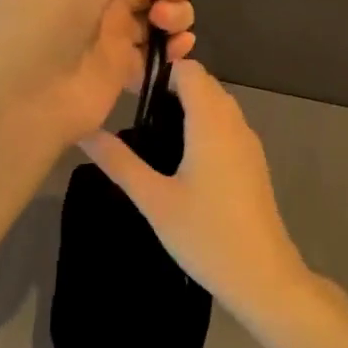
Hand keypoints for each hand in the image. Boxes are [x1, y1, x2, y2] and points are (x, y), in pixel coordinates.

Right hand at [80, 59, 314, 316]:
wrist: (263, 278)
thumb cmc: (206, 235)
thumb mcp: (154, 200)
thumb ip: (119, 162)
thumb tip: (84, 131)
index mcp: (212, 123)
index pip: (190, 70)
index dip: (160, 73)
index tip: (130, 93)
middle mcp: (235, 124)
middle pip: (204, 85)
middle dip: (170, 90)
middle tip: (133, 114)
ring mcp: (248, 144)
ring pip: (217, 106)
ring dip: (187, 109)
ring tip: (150, 137)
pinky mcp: (252, 164)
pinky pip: (226, 127)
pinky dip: (202, 128)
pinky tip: (178, 160)